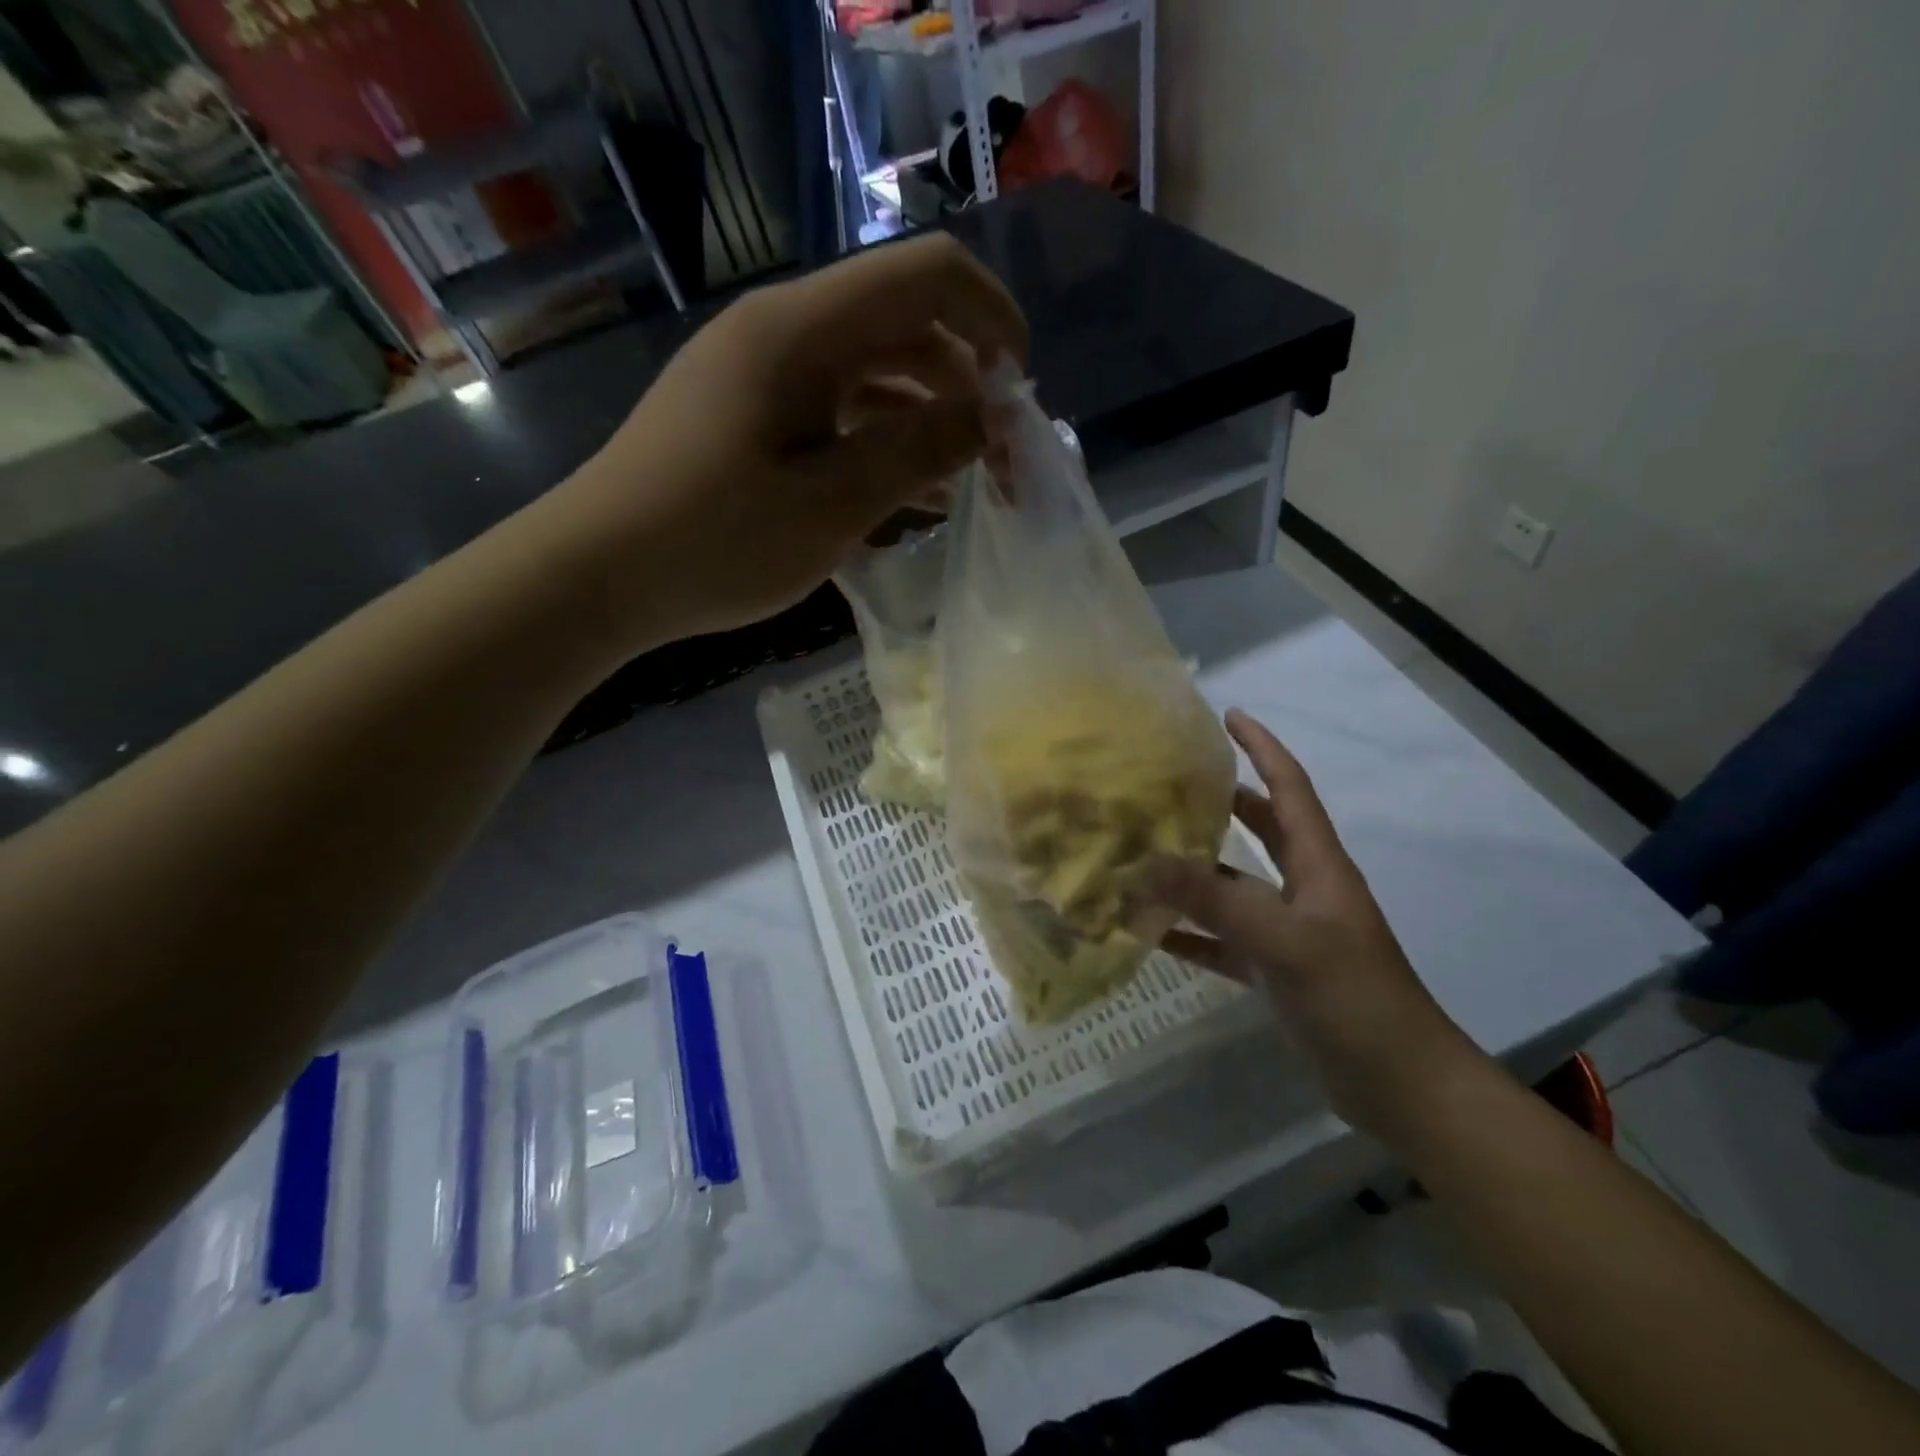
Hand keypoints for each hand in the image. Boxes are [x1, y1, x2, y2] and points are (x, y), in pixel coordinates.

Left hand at [538, 233, 1026, 651]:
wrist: (599, 575)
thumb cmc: (715, 541)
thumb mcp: (833, 504)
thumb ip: (920, 451)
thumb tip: (993, 415)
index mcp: (802, 329)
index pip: (928, 275)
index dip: (994, 319)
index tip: (1019, 398)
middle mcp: (784, 330)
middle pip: (905, 323)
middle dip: (967, 383)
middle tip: (999, 462)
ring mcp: (764, 371)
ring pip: (874, 369)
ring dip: (928, 417)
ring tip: (964, 486)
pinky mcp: (753, 412)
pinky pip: (837, 407)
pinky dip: (882, 440)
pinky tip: (910, 496)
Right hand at [1145, 709, 1484, 1138]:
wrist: (1400, 1086)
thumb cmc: (1356, 1000)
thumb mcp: (1287, 943)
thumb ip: (1218, 901)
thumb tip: (1147, 864)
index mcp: (1318, 865)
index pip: (1289, 788)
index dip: (1262, 748)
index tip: (1228, 715)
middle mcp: (1302, 888)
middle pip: (1260, 828)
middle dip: (1221, 801)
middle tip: (1167, 783)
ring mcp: (1287, 931)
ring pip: (1232, 885)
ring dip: (1192, 872)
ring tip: (1141, 853)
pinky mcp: (1273, 971)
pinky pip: (1221, 940)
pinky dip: (1188, 933)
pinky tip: (1146, 932)